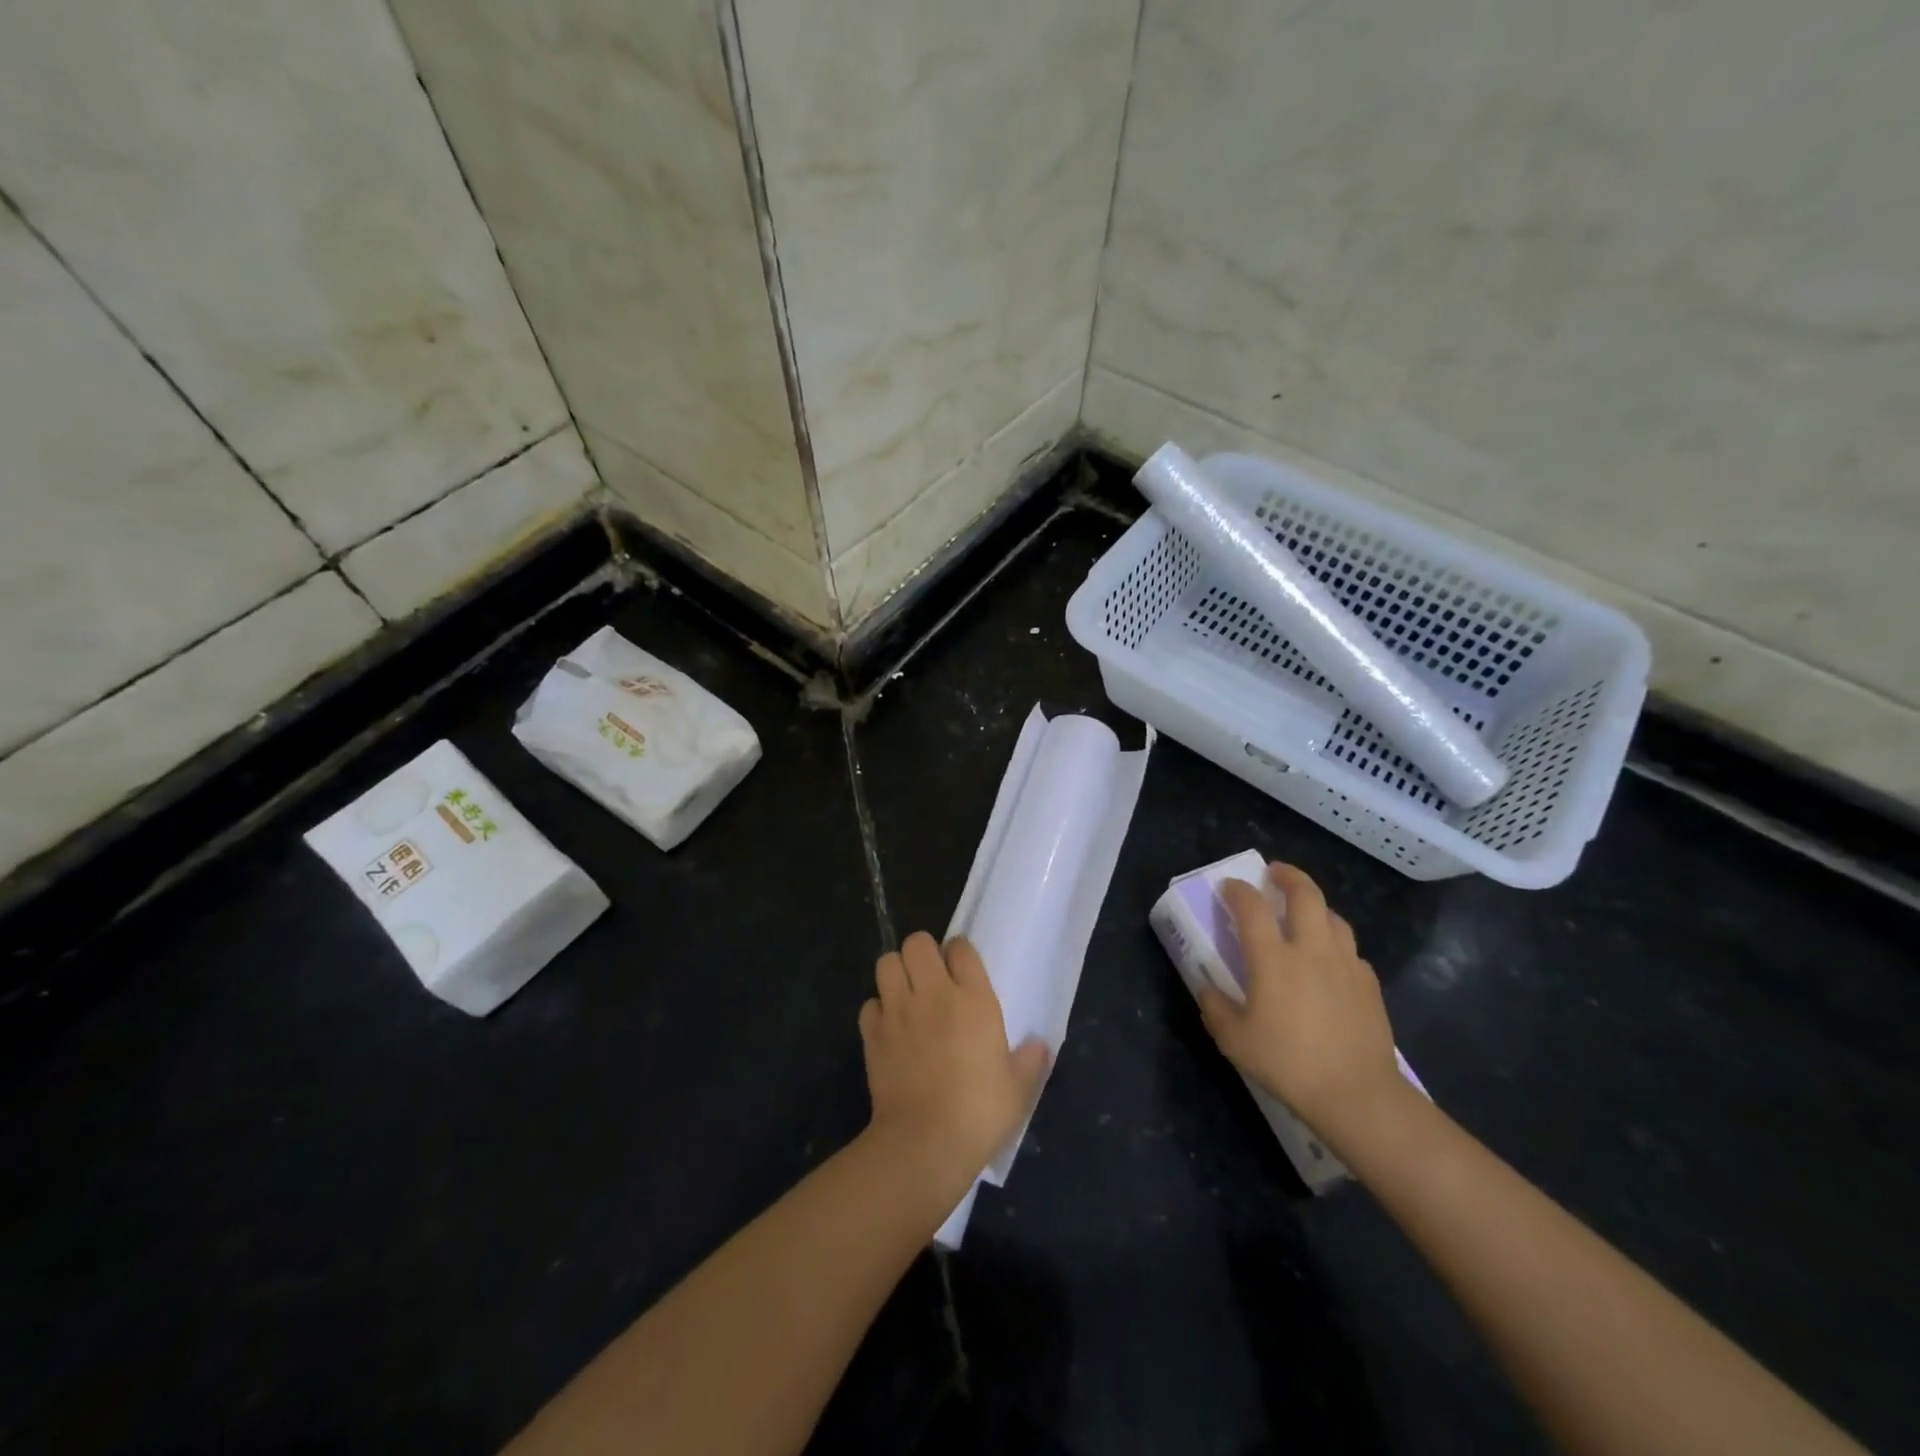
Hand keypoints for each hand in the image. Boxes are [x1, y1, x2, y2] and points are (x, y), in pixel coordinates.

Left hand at [860, 932, 1050, 1181]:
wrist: (925, 1142)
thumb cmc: (979, 1112)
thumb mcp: (1018, 1089)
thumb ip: (1030, 1061)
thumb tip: (1039, 1045)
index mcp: (973, 999)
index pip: (961, 947)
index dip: (960, 952)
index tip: (963, 969)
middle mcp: (933, 994)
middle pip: (917, 942)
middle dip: (923, 952)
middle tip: (932, 977)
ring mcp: (898, 1011)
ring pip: (887, 963)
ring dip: (896, 972)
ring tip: (907, 994)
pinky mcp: (872, 1034)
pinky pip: (870, 1004)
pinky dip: (878, 1010)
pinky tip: (889, 1027)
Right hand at [1197, 863, 1404, 1149]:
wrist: (1356, 1094)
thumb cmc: (1288, 1063)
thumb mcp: (1234, 1040)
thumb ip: (1215, 1008)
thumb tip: (1208, 989)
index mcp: (1273, 958)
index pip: (1251, 907)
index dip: (1237, 890)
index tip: (1229, 886)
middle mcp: (1310, 949)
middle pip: (1305, 894)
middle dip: (1288, 876)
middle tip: (1274, 872)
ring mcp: (1345, 964)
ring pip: (1333, 917)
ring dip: (1316, 905)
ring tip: (1304, 911)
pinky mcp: (1369, 984)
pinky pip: (1351, 950)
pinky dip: (1336, 943)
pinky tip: (1330, 960)